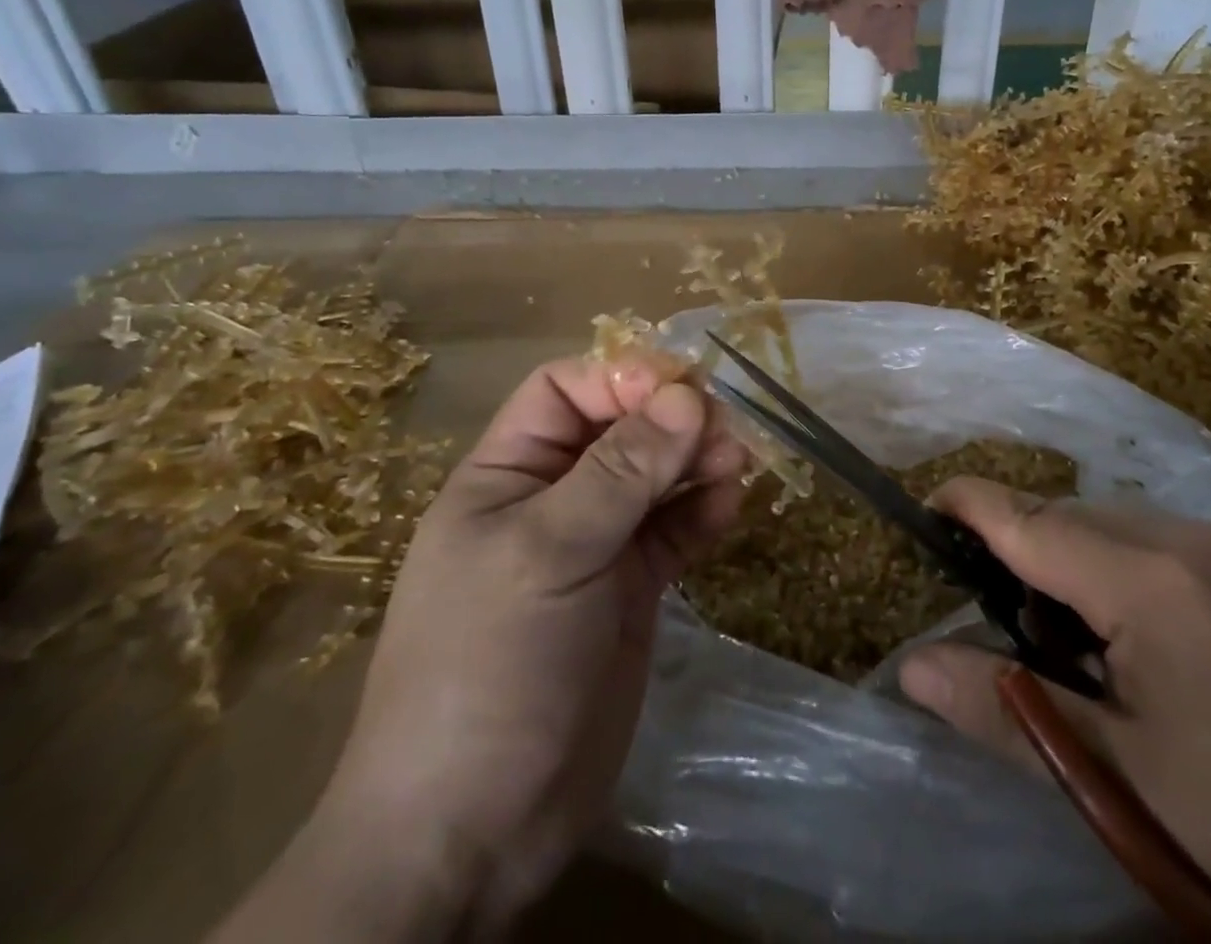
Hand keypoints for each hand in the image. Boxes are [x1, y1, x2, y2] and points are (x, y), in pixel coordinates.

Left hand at [215, 358, 745, 942]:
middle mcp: (551, 499)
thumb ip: (621, 472)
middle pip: (620, 429)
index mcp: (506, 474)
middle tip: (724, 430)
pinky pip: (672, 532)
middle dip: (671, 421)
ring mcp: (593, 547)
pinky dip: (701, 514)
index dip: (621, 378)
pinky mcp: (629, 591)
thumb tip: (686, 396)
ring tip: (736, 464)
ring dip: (695, 463)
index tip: (681, 387)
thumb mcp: (549, 552)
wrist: (473, 832)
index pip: (566, 392)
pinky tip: (729, 508)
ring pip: (653, 479)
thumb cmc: (489, 666)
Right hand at [900, 482, 1210, 943]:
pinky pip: (1165, 539)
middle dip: (1023, 552)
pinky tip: (1150, 643)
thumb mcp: (1127, 781)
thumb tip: (912, 667)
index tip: (924, 510)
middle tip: (1014, 630)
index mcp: (1153, 584)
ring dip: (1077, 562)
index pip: (1029, 520)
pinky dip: (1126, 568)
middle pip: (1070, 517)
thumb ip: (1009, 711)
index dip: (968, 506)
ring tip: (1085, 648)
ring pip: (1117, 524)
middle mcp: (1194, 538)